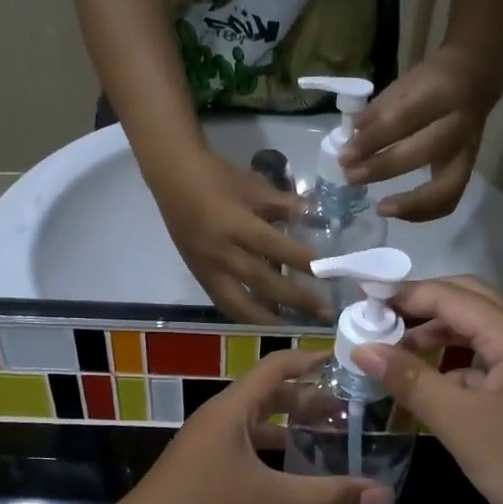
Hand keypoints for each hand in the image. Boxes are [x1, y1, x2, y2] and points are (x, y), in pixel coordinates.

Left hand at [122, 350, 392, 503]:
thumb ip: (330, 497)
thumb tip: (384, 493)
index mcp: (232, 410)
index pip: (276, 367)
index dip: (310, 359)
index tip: (344, 361)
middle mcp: (217, 420)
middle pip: (267, 395)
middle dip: (306, 400)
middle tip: (345, 412)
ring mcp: (205, 447)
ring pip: (254, 426)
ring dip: (288, 429)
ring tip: (326, 441)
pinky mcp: (200, 473)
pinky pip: (243, 450)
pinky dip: (271, 454)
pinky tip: (291, 477)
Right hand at [152, 149, 329, 324]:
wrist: (173, 177)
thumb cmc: (217, 177)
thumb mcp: (255, 186)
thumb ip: (285, 205)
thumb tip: (316, 217)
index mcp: (237, 225)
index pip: (276, 248)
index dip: (303, 262)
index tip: (330, 274)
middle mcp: (222, 252)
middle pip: (263, 282)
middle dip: (296, 299)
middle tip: (325, 313)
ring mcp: (207, 268)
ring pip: (239, 303)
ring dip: (268, 318)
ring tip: (293, 326)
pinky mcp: (199, 275)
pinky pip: (223, 302)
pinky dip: (244, 313)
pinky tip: (262, 318)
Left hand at [338, 51, 496, 220]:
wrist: (476, 77)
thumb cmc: (431, 81)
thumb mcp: (403, 85)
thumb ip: (377, 113)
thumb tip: (351, 141)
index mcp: (440, 94)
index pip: (401, 120)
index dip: (371, 140)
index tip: (344, 155)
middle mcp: (458, 125)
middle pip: (421, 153)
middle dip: (382, 169)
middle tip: (352, 177)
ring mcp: (467, 151)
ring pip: (445, 188)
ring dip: (409, 203)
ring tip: (380, 208)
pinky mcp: (468, 169)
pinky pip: (449, 199)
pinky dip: (423, 211)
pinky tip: (397, 211)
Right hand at [352, 277, 502, 503]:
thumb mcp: (462, 423)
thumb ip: (410, 380)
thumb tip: (363, 347)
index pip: (449, 295)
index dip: (403, 294)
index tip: (360, 303)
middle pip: (469, 303)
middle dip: (422, 307)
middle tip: (378, 322)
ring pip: (480, 336)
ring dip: (438, 337)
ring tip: (396, 356)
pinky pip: (489, 367)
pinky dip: (456, 368)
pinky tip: (432, 391)